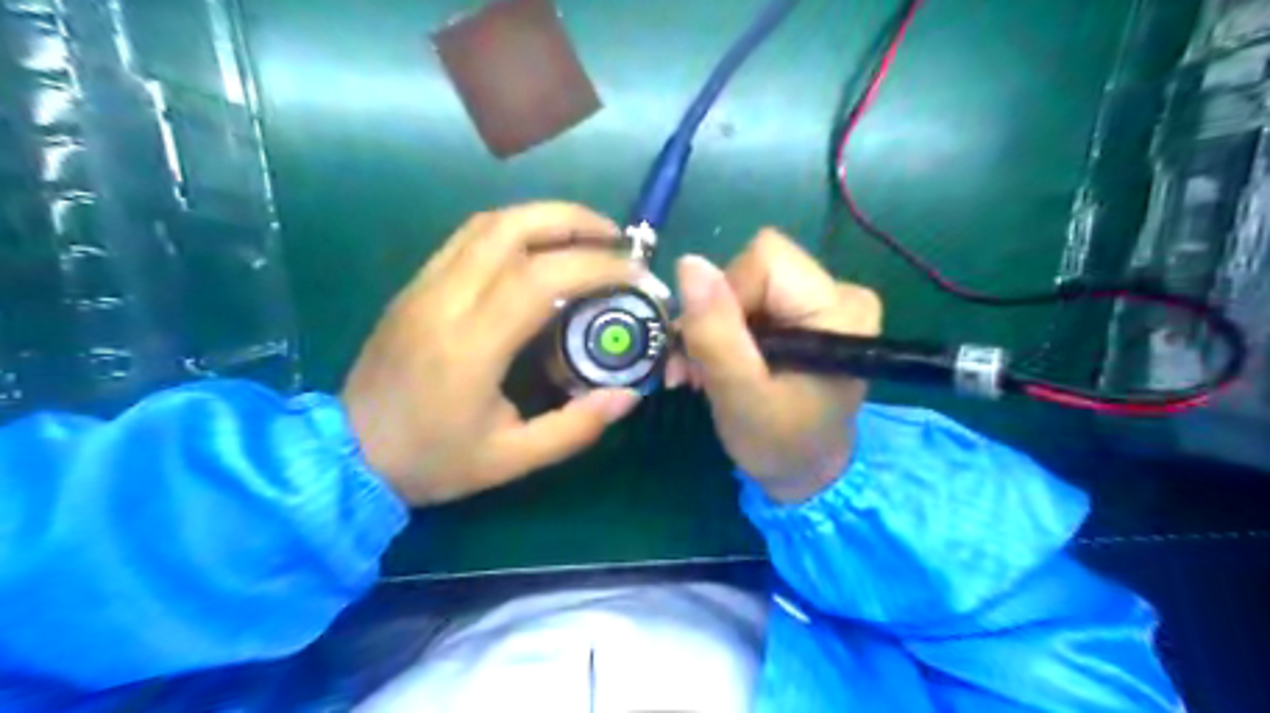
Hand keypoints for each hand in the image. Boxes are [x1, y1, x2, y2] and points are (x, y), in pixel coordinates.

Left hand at [341, 201, 646, 505]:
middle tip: (615, 238)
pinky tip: (540, 249)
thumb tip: (627, 395)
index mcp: (469, 346)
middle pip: (511, 228)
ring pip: (488, 224)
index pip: (538, 278)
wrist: (346, 454)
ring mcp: (423, 286)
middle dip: (573, 221)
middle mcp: (443, 301)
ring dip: (544, 217)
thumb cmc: (431, 460)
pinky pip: (469, 237)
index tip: (634, 273)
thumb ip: (575, 428)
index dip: (594, 265)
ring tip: (586, 236)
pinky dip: (515, 229)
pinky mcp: (415, 285)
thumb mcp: (511, 460)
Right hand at [674, 227, 884, 500]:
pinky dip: (726, 330)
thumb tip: (689, 263)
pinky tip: (718, 363)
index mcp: (839, 309)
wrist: (806, 474)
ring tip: (702, 372)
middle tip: (696, 366)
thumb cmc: (780, 444)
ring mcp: (826, 301)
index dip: (726, 297)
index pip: (765, 260)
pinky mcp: (809, 313)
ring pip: (747, 283)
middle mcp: (841, 292)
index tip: (712, 348)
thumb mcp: (740, 394)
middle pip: (754, 268)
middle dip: (715, 315)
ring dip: (714, 326)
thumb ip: (715, 332)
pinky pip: (754, 298)